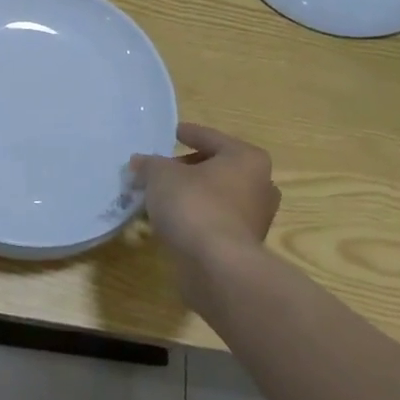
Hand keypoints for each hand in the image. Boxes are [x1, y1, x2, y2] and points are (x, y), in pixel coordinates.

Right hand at [132, 123, 279, 264]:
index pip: (211, 138)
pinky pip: (214, 221)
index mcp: (246, 158)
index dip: (188, 133)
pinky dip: (195, 217)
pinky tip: (170, 221)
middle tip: (159, 169)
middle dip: (187, 168)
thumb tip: (140, 163)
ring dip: (190, 195)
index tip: (171, 133)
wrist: (216, 266)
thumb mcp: (160, 176)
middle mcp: (259, 185)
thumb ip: (149, 164)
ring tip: (160, 197)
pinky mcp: (244, 245)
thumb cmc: (193, 205)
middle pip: (216, 168)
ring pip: (216, 196)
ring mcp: (255, 218)